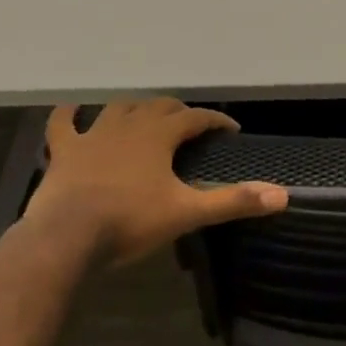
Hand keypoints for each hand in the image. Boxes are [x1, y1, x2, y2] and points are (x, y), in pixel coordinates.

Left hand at [24, 99, 287, 263]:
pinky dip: (68, 115)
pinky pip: (63, 124)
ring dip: (135, 108)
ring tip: (144, 116)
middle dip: (179, 112)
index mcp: (160, 135)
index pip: (197, 118)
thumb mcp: (186, 213)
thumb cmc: (129, 222)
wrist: (65, 238)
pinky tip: (72, 110)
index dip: (216, 121)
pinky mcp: (64, 151)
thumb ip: (233, 202)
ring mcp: (93, 135)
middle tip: (190, 126)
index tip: (231, 130)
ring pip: (119, 108)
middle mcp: (130, 125)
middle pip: (160, 106)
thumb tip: (282, 196)